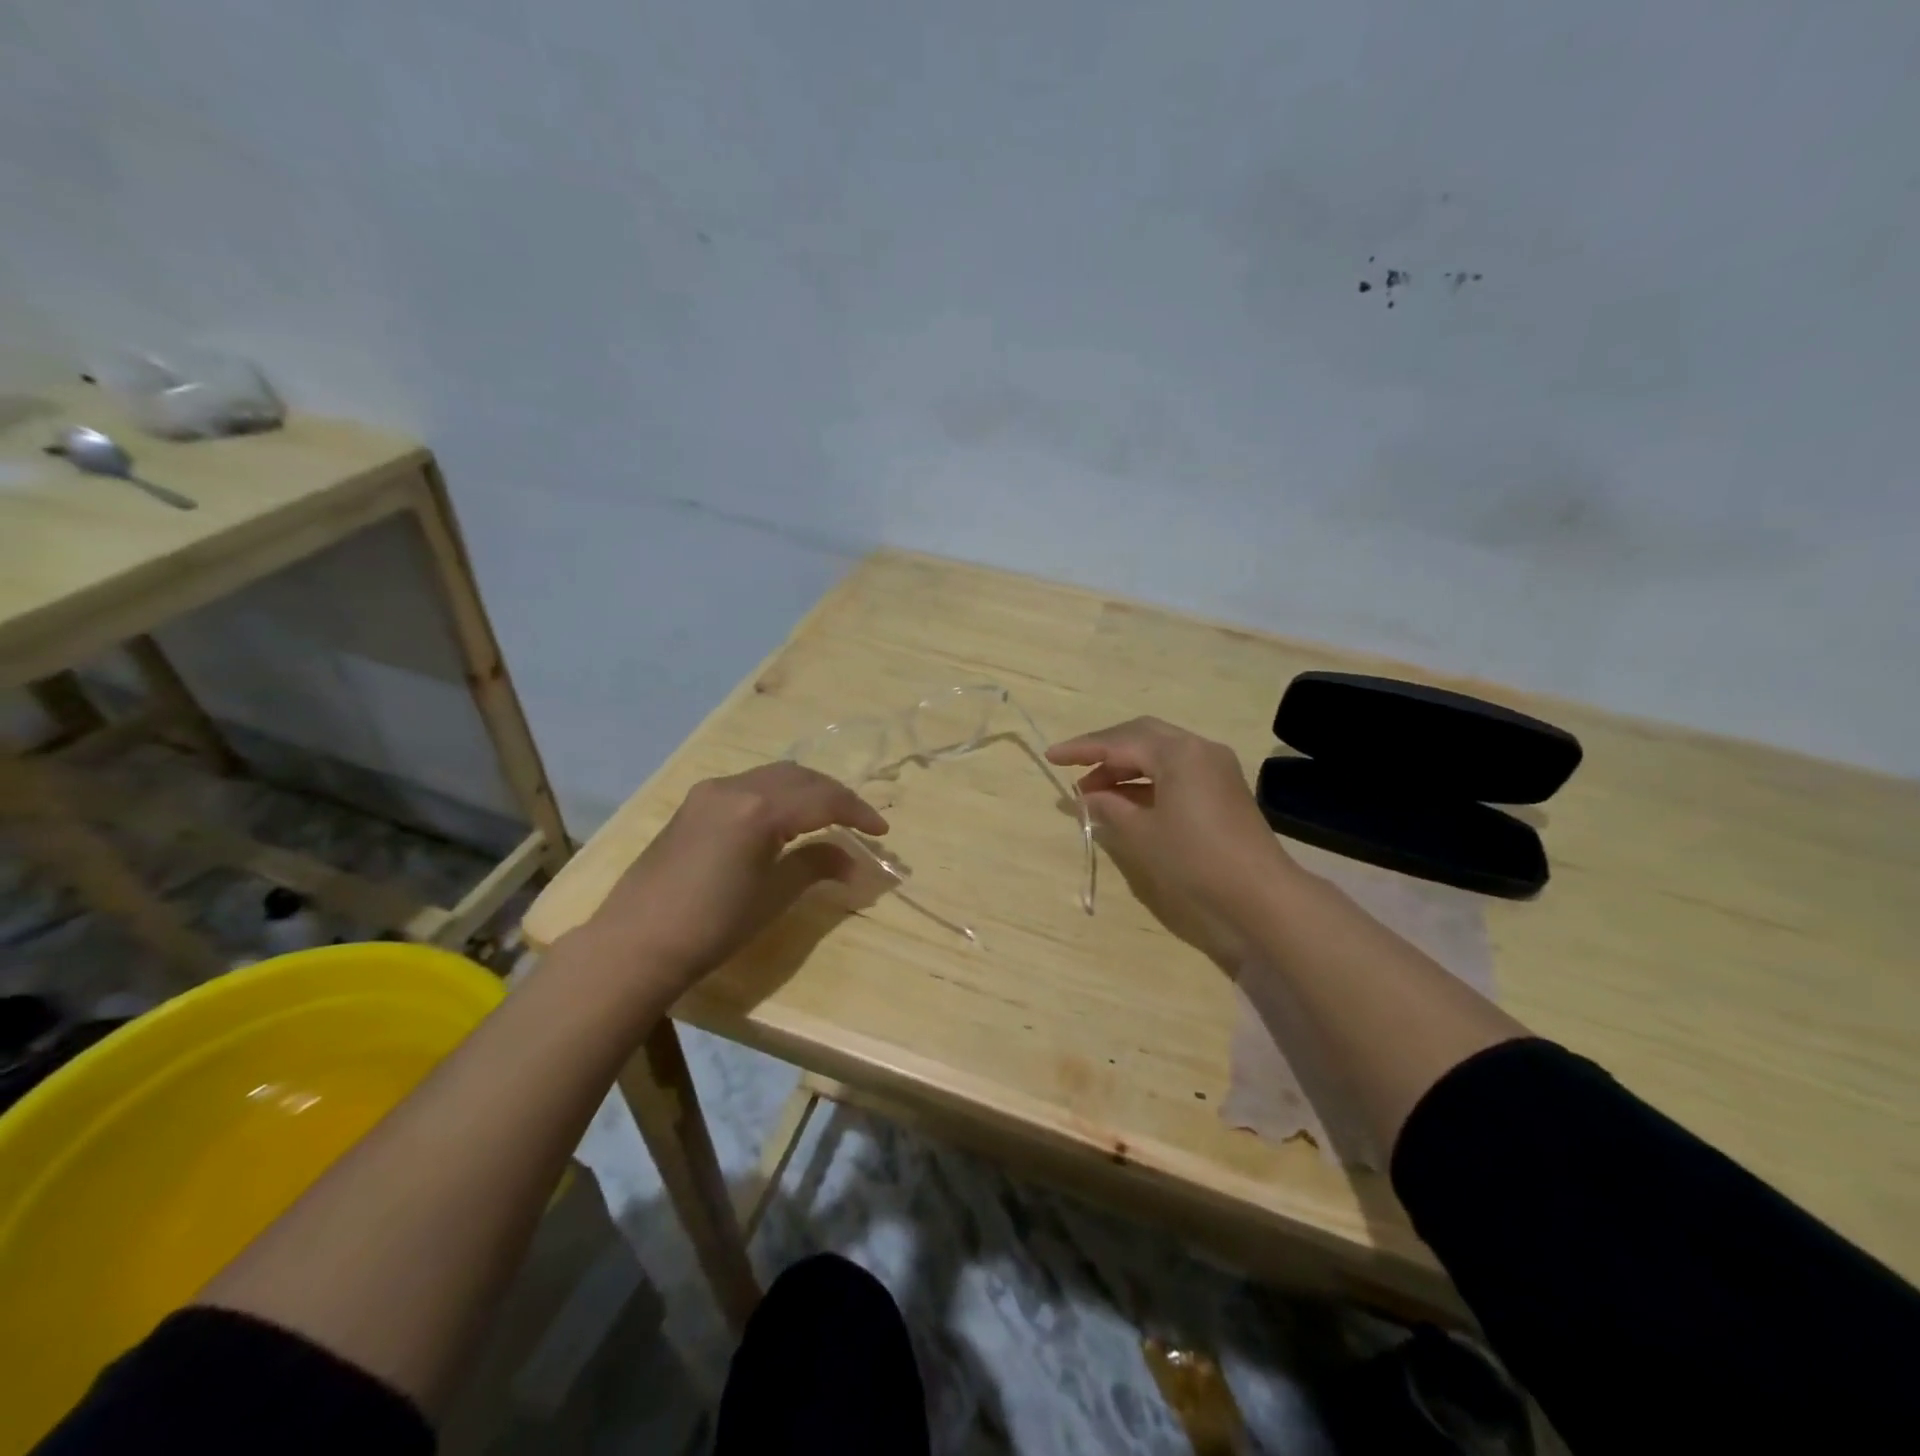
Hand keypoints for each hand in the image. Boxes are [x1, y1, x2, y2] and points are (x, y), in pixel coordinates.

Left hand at [572, 761, 887, 1000]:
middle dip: (834, 795)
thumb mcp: (772, 896)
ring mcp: (709, 792)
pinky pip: (748, 785)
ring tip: (827, 816)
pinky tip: (784, 819)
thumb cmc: (712, 925)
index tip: (882, 831)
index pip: (823, 798)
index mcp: (758, 808)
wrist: (635, 943)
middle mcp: (734, 787)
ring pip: (772, 776)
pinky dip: (777, 794)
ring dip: (806, 790)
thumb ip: (815, 866)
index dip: (857, 812)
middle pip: (799, 777)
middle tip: (858, 821)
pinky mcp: (693, 805)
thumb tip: (851, 859)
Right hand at [1046, 717, 1294, 930]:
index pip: (1119, 741)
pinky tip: (1126, 797)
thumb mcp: (1143, 833)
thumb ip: (1110, 806)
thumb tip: (1084, 796)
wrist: (1259, 892)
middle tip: (1074, 769)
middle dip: (1104, 751)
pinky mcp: (1221, 783)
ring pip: (1158, 750)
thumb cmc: (1195, 859)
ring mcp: (1213, 764)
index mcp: (1178, 752)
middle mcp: (1197, 747)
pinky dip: (1147, 777)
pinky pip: (1175, 767)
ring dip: (1125, 765)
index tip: (1050, 756)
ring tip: (1093, 791)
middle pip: (1140, 735)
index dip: (1082, 749)